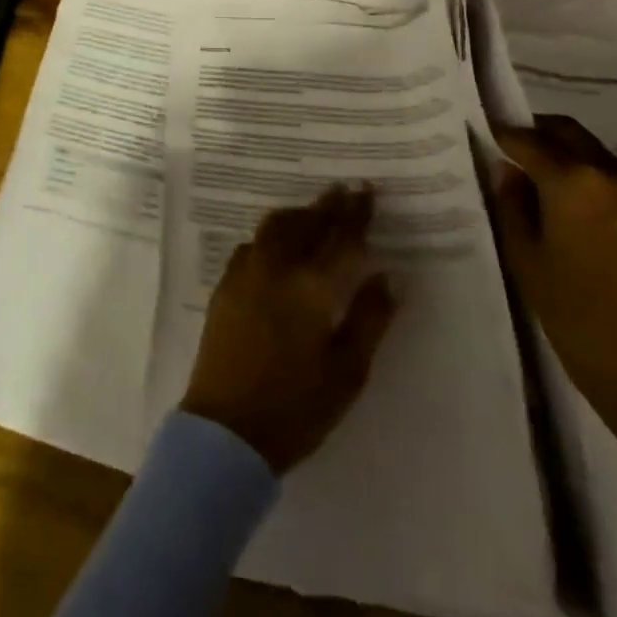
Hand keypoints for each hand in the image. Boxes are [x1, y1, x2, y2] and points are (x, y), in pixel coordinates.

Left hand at [180, 185, 398, 472]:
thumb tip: (391, 275)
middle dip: (327, 205)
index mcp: (311, 287)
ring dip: (298, 214)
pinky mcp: (225, 284)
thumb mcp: (348, 371)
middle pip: (305, 224)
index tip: (366, 189)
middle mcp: (276, 268)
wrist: (227, 428)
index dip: (355, 213)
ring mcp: (245, 273)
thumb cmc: (297, 407)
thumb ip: (370, 318)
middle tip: (344, 188)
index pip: (339, 238)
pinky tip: (278, 243)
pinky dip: (272, 233)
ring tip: (314, 210)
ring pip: (274, 227)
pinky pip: (252, 243)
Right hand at [491, 116, 616, 514]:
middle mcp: (615, 175)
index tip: (486, 138)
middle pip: (569, 134)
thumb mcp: (526, 259)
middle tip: (517, 154)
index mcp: (573, 181)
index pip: (527, 139)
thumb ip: (511, 204)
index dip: (502, 135)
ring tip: (552, 194)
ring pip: (599, 158)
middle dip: (540, 137)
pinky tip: (588, 220)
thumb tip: (510, 172)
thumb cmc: (579, 319)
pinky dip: (600, 186)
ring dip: (572, 162)